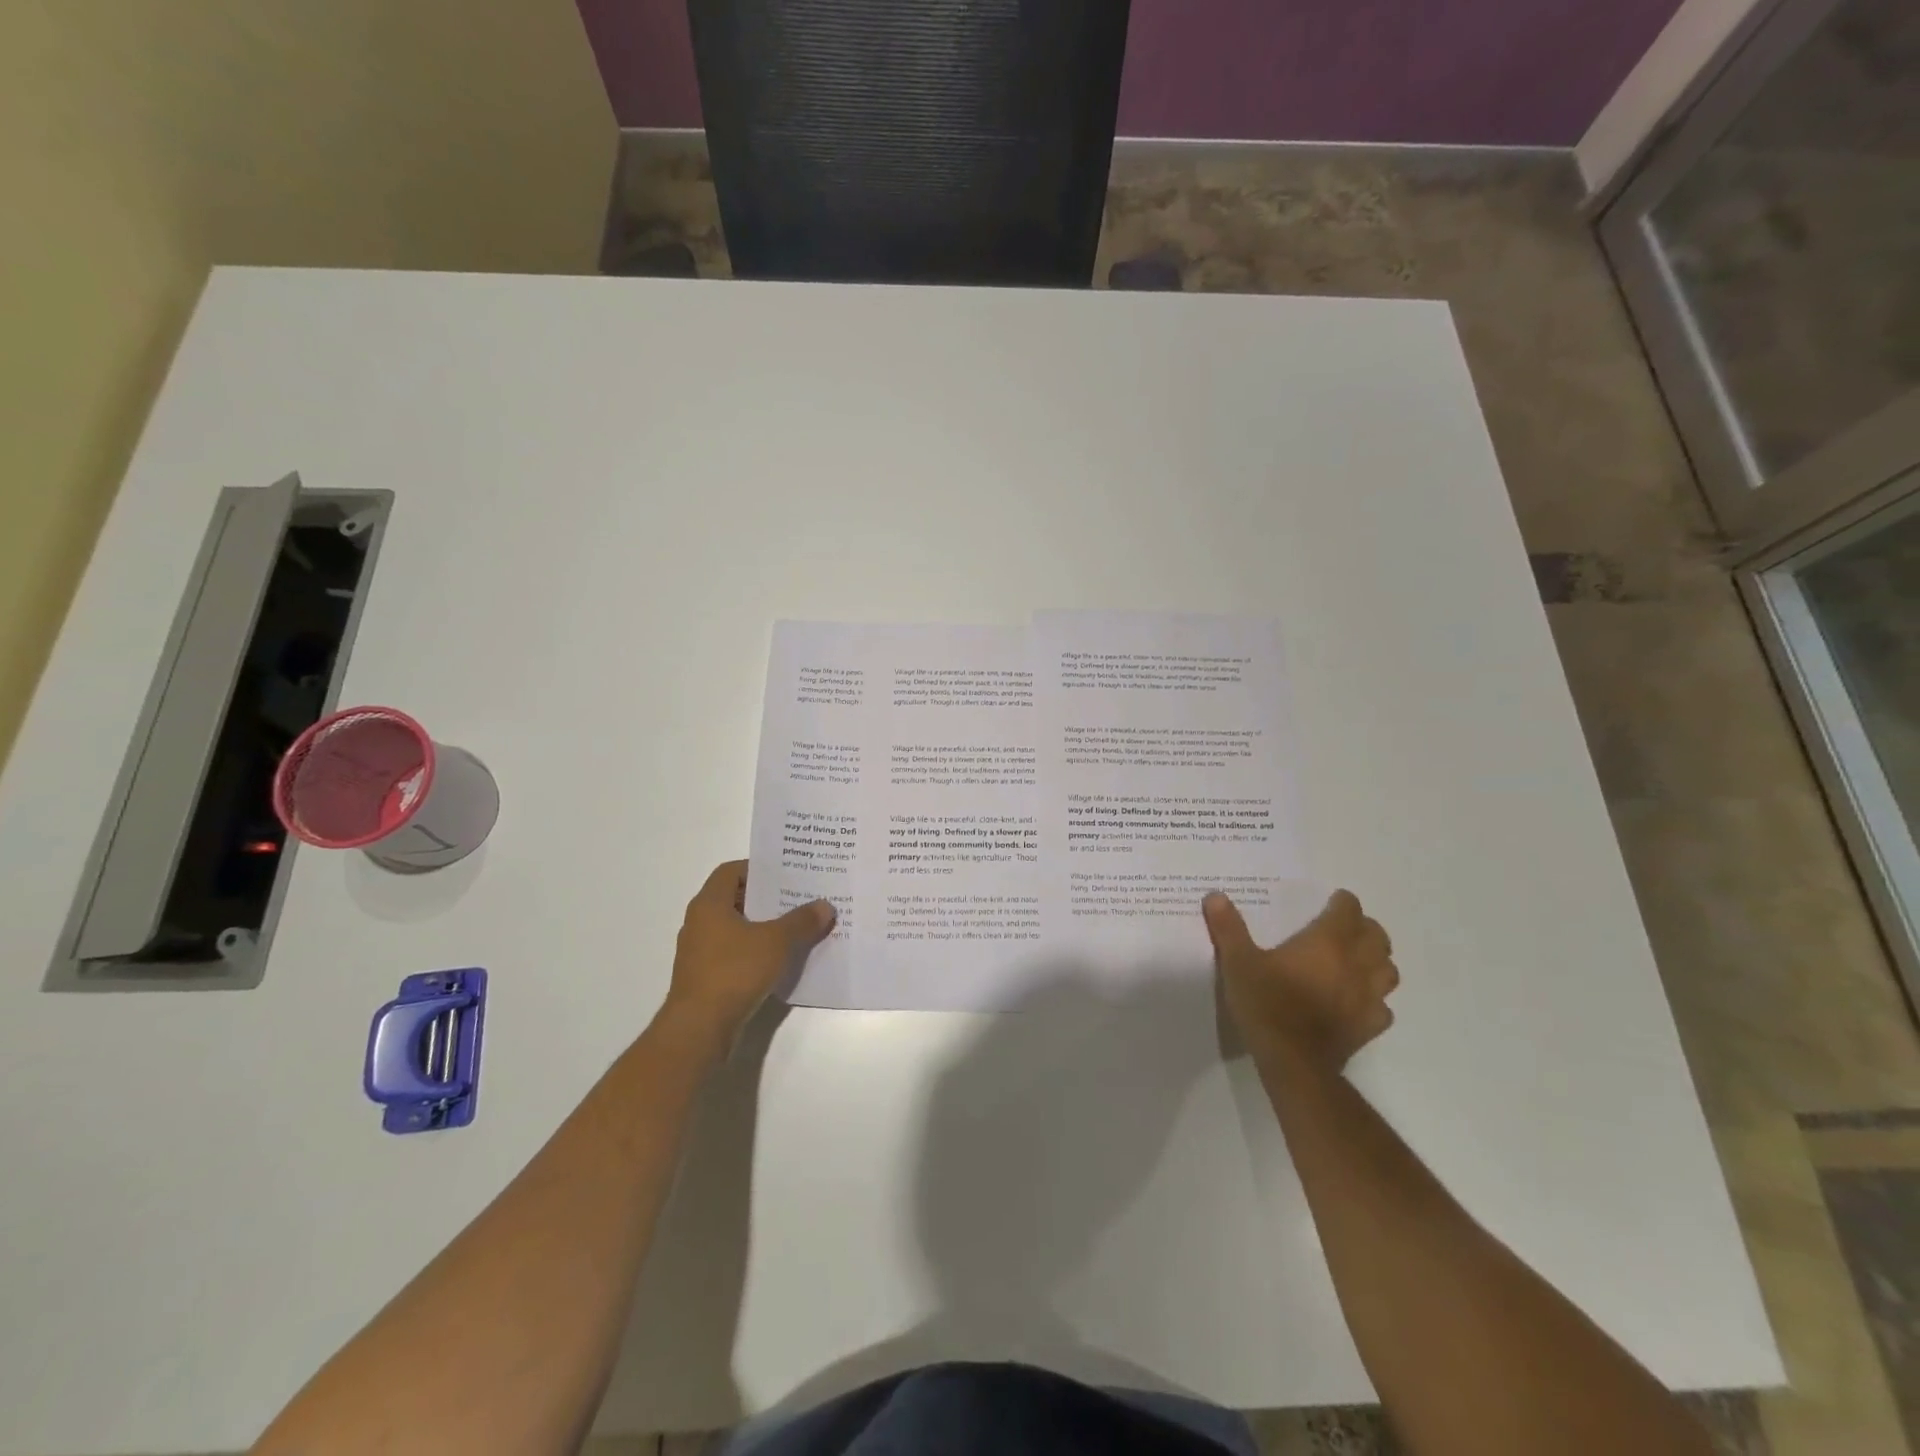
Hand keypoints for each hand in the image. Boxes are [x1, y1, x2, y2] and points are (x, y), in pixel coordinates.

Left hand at [663, 861, 834, 1045]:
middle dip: (767, 898)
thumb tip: (825, 906)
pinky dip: (756, 951)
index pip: (731, 871)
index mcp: (709, 904)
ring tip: (797, 927)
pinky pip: (734, 954)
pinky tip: (781, 959)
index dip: (758, 868)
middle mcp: (699, 923)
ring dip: (763, 926)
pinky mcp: (705, 978)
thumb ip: (802, 921)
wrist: (699, 1029)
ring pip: (736, 928)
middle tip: (800, 897)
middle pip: (735, 899)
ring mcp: (699, 952)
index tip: (786, 873)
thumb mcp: (776, 942)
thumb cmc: (734, 972)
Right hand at [1203, 889, 1398, 1075]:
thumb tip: (1215, 895)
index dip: (1343, 903)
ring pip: (1388, 970)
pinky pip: (1383, 1007)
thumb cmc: (1266, 1004)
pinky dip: (1375, 999)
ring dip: (1377, 961)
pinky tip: (1357, 1001)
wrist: (1293, 1062)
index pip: (1349, 911)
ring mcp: (1368, 998)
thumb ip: (1229, 928)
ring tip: (1358, 960)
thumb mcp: (1238, 962)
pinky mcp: (1369, 1027)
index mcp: (1327, 943)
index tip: (1334, 900)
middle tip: (1346, 927)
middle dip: (1365, 928)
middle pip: (1377, 938)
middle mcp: (1355, 965)